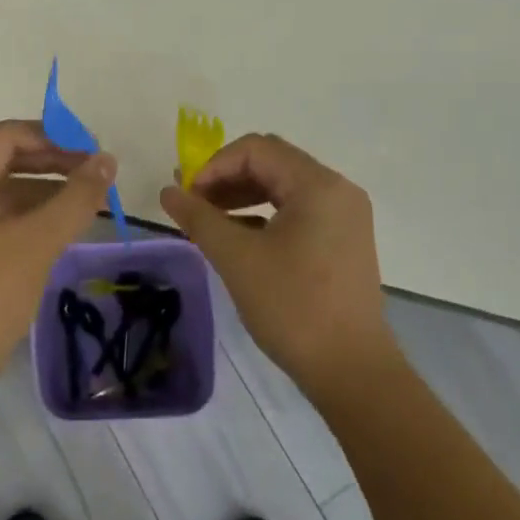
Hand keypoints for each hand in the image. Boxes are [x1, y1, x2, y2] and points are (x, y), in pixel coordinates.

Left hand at [0, 119, 115, 401]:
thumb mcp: (36, 244)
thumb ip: (75, 198)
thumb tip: (107, 161)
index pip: (8, 137)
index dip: (55, 139)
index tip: (94, 153)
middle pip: (4, 159)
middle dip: (53, 163)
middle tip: (96, 175)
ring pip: (1, 188)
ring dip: (44, 189)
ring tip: (87, 198)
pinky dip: (27, 213)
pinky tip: (61, 224)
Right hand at [160, 133, 395, 398]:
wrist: (351, 369)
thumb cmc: (293, 307)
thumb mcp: (237, 258)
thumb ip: (199, 218)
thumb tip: (168, 191)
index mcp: (318, 184)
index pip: (256, 149)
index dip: (215, 166)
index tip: (188, 196)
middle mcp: (337, 189)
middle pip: (272, 163)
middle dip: (228, 178)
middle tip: (195, 206)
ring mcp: (345, 215)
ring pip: (284, 187)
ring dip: (244, 196)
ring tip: (211, 221)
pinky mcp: (344, 239)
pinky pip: (298, 210)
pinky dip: (265, 215)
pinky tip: (240, 239)